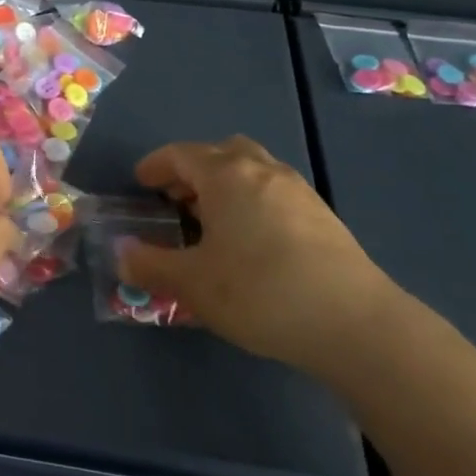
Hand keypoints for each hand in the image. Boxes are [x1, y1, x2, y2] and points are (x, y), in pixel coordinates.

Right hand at [117, 136, 403, 375]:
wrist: (354, 323)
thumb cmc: (260, 292)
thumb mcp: (193, 284)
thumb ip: (150, 265)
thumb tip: (121, 254)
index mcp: (226, 175)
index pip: (181, 154)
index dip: (156, 165)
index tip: (140, 182)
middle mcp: (262, 170)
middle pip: (220, 152)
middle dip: (192, 169)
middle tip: (175, 199)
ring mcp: (297, 190)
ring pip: (252, 168)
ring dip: (224, 183)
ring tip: (211, 220)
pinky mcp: (322, 215)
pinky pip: (273, 190)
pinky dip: (251, 199)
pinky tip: (250, 240)